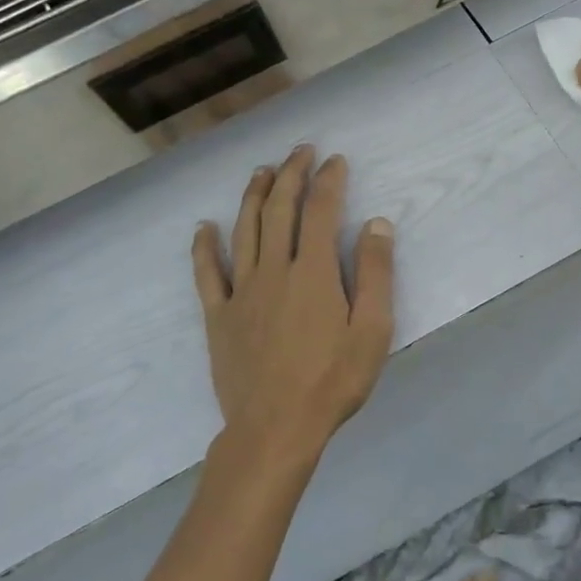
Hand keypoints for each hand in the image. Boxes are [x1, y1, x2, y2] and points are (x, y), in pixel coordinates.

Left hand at [192, 146, 394, 473]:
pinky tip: (204, 228)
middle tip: (300, 151)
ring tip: (261, 171)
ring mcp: (242, 291)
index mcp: (314, 272)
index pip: (321, 211)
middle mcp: (274, 270)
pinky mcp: (219, 316)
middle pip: (280, 210)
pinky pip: (207, 274)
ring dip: (253, 196)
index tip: (335, 161)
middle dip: (291, 175)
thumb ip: (376, 274)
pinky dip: (204, 247)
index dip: (328, 181)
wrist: (275, 429)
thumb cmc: (332, 381)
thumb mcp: (373, 330)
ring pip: (244, 230)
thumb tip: (377, 223)